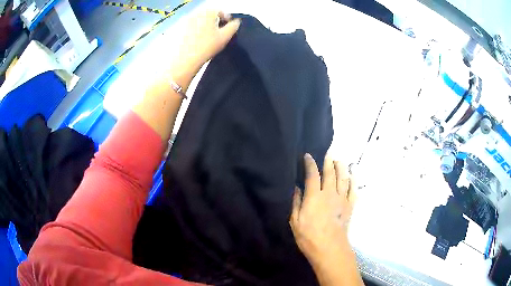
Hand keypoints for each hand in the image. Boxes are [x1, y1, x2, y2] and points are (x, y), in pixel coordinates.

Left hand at [174, 10, 240, 79]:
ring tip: (207, 38)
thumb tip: (236, 22)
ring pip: (199, 20)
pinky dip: (195, 31)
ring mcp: (185, 21)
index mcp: (208, 12)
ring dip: (205, 26)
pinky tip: (197, 41)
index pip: (220, 11)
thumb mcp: (225, 37)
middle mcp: (195, 13)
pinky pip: (190, 26)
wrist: (183, 60)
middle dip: (215, 22)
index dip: (227, 19)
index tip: (228, 28)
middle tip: (218, 34)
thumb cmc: (206, 47)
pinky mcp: (178, 29)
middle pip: (209, 14)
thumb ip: (233, 26)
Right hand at [290, 153, 355, 266]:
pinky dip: (353, 181)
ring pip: (343, 178)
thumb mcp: (295, 221)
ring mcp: (342, 199)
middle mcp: (330, 193)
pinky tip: (352, 176)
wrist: (329, 248)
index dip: (310, 163)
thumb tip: (297, 188)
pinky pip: (353, 190)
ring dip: (341, 168)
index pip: (313, 174)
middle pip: (330, 173)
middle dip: (328, 161)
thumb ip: (296, 202)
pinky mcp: (350, 206)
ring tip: (339, 161)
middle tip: (328, 153)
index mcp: (314, 196)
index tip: (307, 156)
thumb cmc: (309, 236)